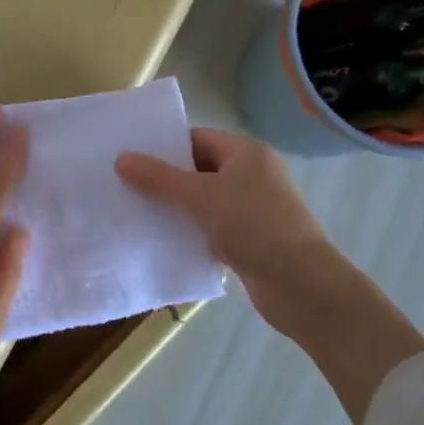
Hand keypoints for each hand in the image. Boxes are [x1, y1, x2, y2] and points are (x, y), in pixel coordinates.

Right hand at [117, 130, 423, 422]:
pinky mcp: (251, 239)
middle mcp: (252, 174)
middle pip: (199, 169)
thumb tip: (121, 158)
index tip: (129, 157)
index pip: (197, 138)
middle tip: (125, 185)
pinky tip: (163, 241)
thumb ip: (159, 178)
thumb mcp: (200, 197)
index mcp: (245, 152)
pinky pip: (212, 227)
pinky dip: (191, 232)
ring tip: (136, 213)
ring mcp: (253, 208)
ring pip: (205, 201)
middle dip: (165, 179)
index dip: (164, 146)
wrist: (302, 286)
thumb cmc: (253, 226)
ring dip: (176, 208)